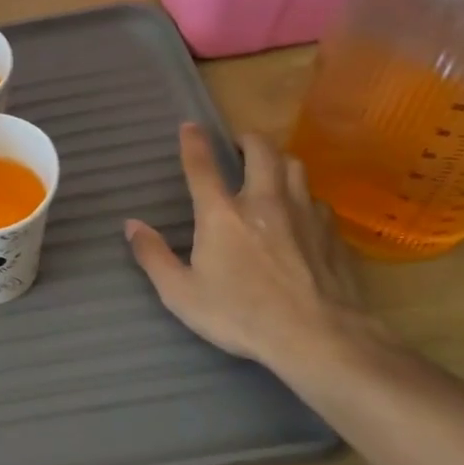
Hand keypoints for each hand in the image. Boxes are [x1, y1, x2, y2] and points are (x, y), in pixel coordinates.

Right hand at [124, 125, 375, 370]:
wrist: (320, 339)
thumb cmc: (241, 316)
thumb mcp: (181, 294)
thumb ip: (153, 256)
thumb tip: (131, 226)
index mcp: (221, 214)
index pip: (202, 166)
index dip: (193, 142)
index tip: (190, 126)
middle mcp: (264, 201)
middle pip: (261, 151)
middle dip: (248, 139)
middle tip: (240, 144)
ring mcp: (304, 215)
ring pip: (296, 167)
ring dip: (280, 161)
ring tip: (272, 170)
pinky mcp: (332, 234)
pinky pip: (318, 202)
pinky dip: (305, 199)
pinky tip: (302, 216)